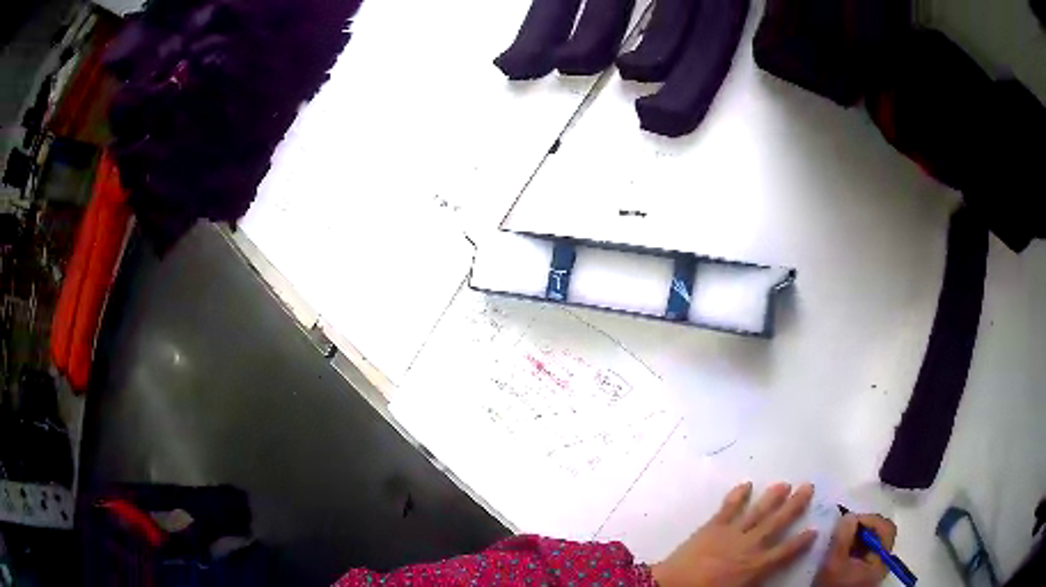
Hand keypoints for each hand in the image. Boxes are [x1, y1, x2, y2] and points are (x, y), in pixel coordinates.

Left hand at [651, 482, 817, 586]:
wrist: (673, 586)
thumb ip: (757, 581)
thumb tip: (768, 578)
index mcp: (757, 566)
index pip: (785, 552)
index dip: (801, 542)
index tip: (815, 529)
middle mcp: (750, 545)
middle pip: (777, 523)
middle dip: (794, 505)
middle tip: (808, 486)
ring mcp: (731, 533)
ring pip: (757, 512)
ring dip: (772, 497)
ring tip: (785, 483)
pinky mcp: (712, 527)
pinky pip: (728, 508)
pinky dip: (737, 496)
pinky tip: (746, 484)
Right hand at [814, 513, 896, 586]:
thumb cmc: (832, 586)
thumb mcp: (833, 563)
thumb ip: (842, 537)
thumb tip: (849, 516)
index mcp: (881, 559)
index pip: (885, 528)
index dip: (869, 520)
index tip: (848, 522)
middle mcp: (882, 561)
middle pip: (880, 533)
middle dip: (862, 528)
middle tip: (844, 530)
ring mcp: (874, 567)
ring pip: (872, 541)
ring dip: (857, 536)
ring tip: (841, 540)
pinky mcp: (865, 572)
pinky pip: (865, 551)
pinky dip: (855, 546)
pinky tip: (842, 551)